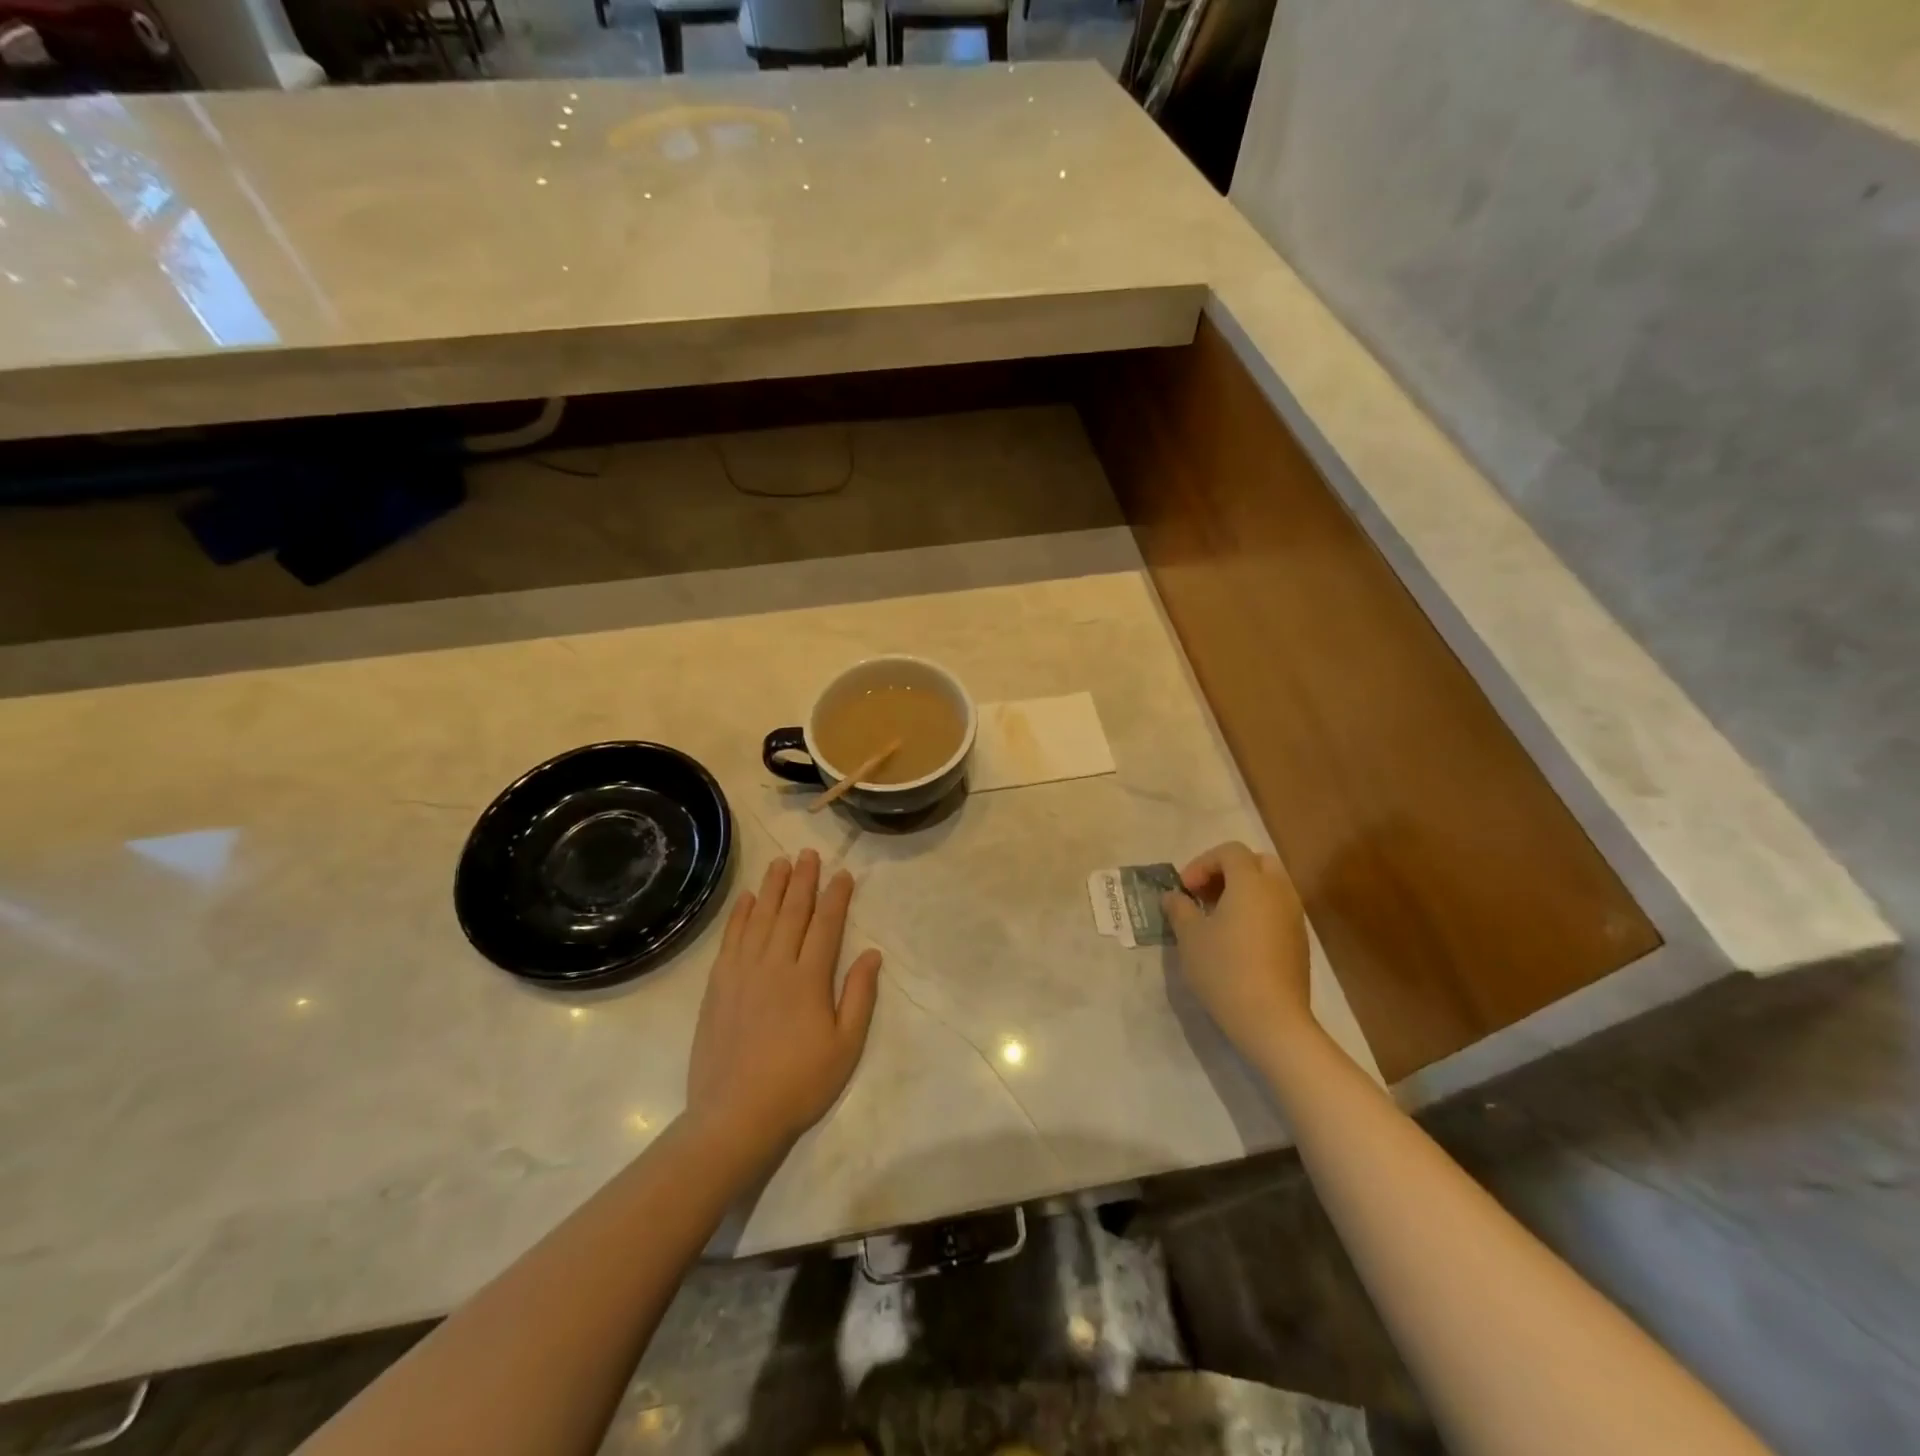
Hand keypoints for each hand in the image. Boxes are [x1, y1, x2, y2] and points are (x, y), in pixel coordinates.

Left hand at [686, 850, 882, 1158]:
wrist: (735, 1116)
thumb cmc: (799, 1083)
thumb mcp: (845, 1046)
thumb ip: (859, 996)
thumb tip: (872, 953)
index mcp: (809, 979)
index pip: (826, 925)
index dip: (836, 896)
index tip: (843, 874)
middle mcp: (775, 965)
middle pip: (791, 912)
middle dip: (803, 880)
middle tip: (808, 854)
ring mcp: (742, 973)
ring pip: (760, 918)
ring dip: (771, 888)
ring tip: (780, 863)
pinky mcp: (718, 986)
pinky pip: (730, 939)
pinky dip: (739, 915)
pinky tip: (746, 899)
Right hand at [1163, 841, 1315, 1063]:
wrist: (1272, 1019)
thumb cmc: (1225, 969)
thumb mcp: (1190, 937)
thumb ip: (1179, 909)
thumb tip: (1173, 896)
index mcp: (1251, 882)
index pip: (1230, 851)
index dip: (1203, 863)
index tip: (1185, 890)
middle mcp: (1278, 891)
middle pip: (1257, 862)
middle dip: (1228, 871)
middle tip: (1205, 894)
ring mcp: (1294, 917)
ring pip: (1270, 886)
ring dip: (1244, 891)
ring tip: (1218, 918)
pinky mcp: (1300, 941)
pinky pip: (1278, 909)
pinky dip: (1258, 910)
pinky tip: (1238, 939)